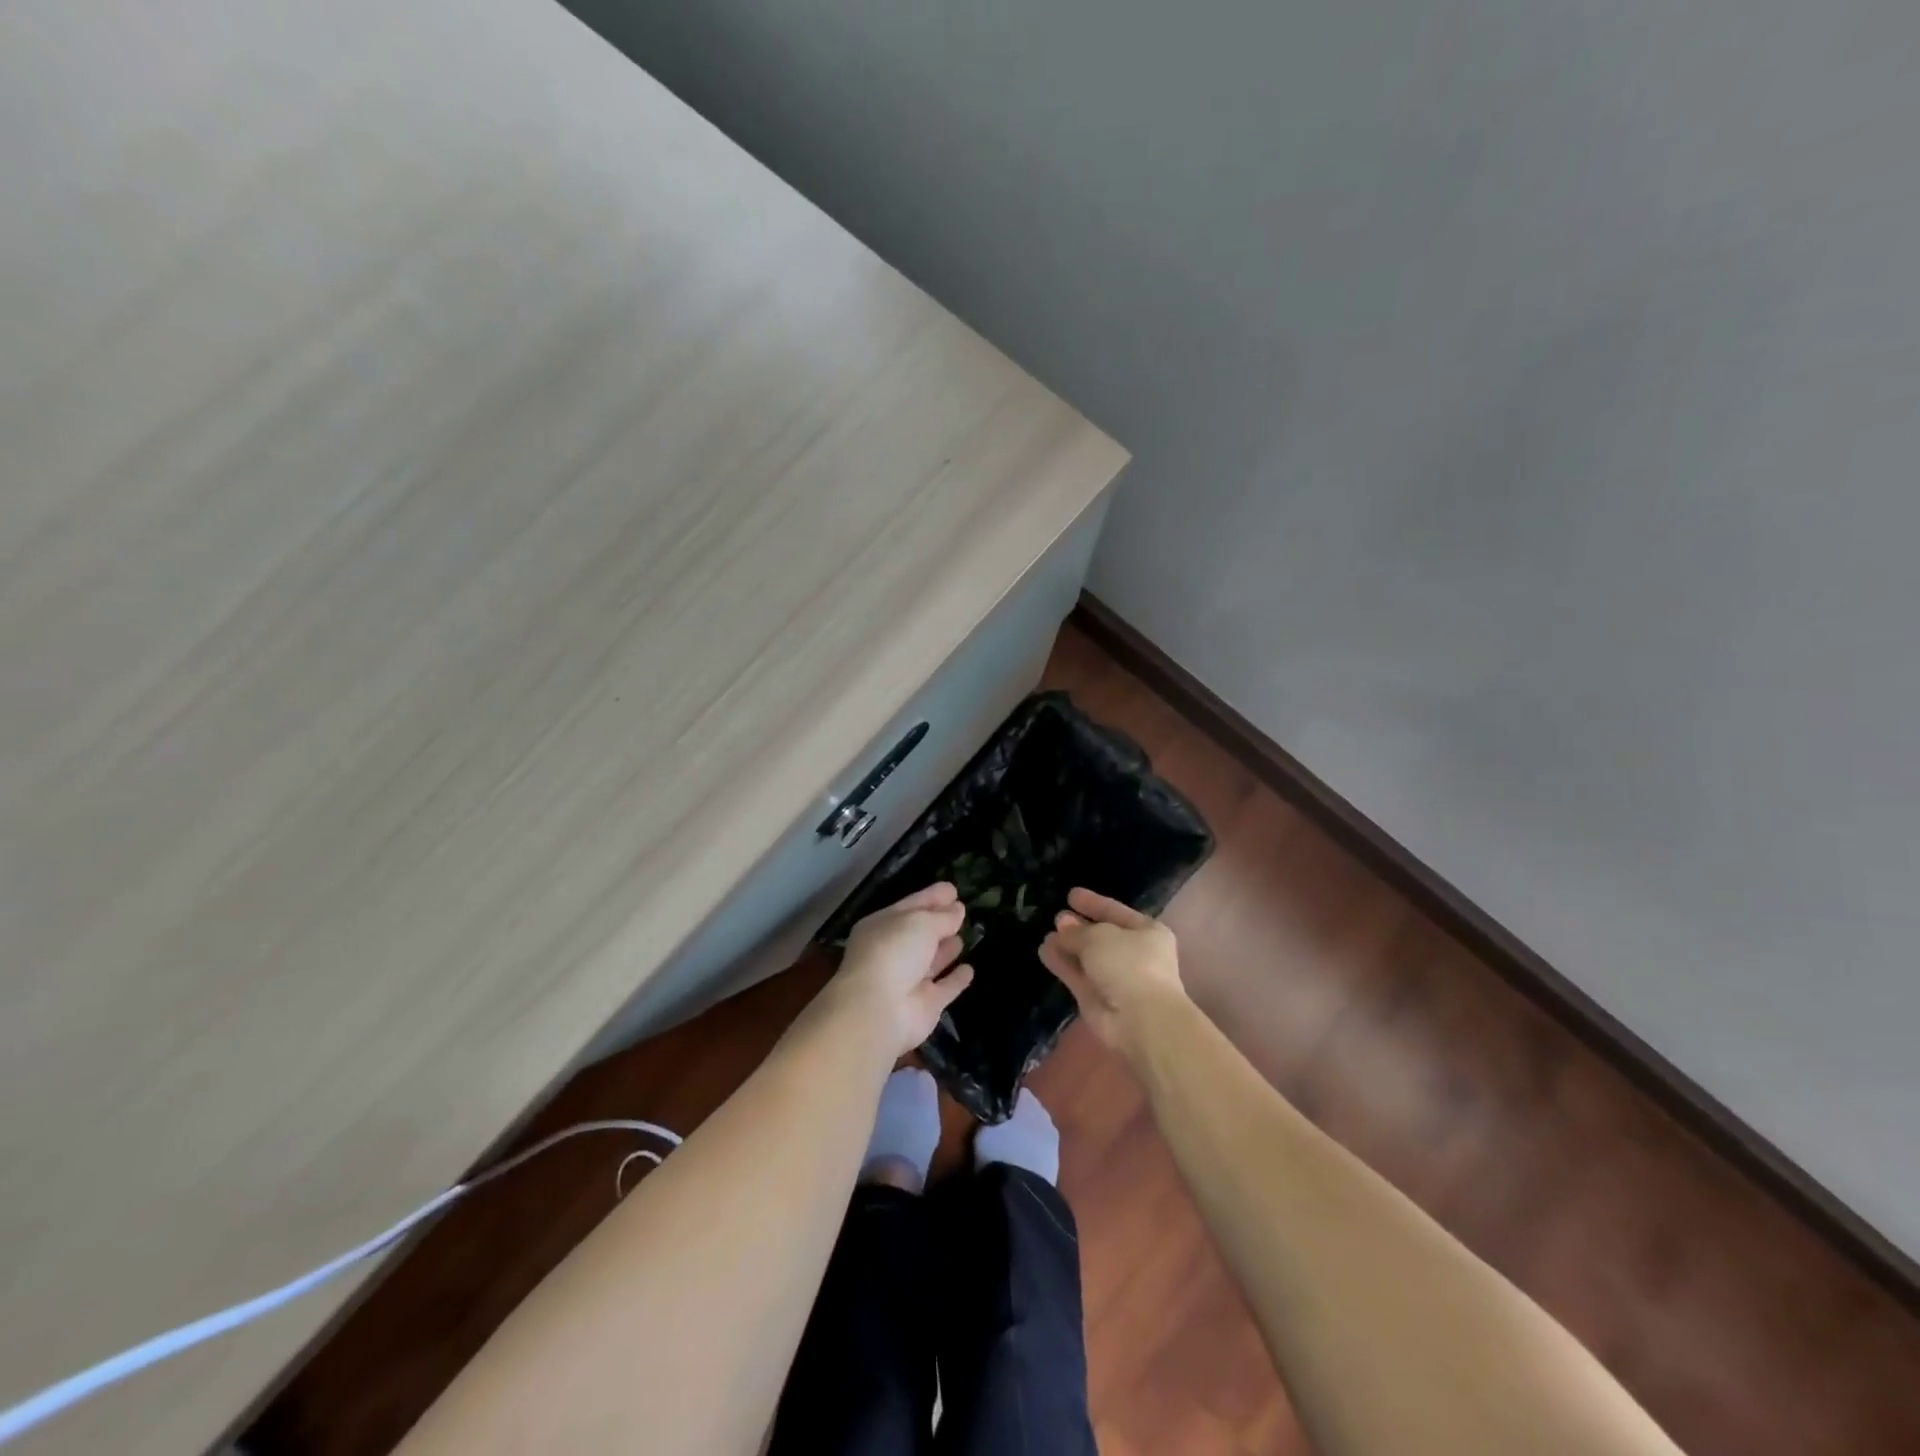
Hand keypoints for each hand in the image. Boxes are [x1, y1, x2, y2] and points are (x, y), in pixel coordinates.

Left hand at [826, 882, 975, 1058]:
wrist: (879, 1010)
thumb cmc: (894, 952)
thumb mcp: (920, 922)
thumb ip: (942, 917)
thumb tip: (958, 910)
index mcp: (882, 926)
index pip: (910, 906)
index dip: (931, 897)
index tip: (953, 889)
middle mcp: (893, 952)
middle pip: (920, 933)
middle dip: (939, 922)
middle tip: (962, 910)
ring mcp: (908, 980)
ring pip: (931, 961)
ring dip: (946, 949)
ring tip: (963, 936)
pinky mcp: (925, 1005)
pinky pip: (945, 988)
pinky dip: (956, 979)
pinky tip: (969, 969)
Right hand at [1039, 887, 1185, 1058]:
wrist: (1141, 1020)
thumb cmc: (1129, 964)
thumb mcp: (1100, 936)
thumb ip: (1078, 930)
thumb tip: (1063, 924)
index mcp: (1147, 932)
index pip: (1116, 911)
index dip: (1094, 903)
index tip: (1071, 895)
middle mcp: (1134, 954)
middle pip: (1101, 936)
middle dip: (1079, 927)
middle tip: (1056, 917)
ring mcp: (1117, 979)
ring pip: (1087, 958)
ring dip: (1068, 947)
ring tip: (1046, 935)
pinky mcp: (1098, 1000)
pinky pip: (1078, 976)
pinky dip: (1063, 965)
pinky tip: (1044, 951)